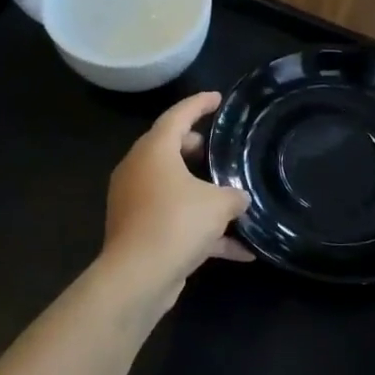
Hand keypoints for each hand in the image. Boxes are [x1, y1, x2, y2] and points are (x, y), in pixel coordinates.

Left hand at [102, 92, 251, 303]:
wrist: (138, 276)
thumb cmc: (176, 222)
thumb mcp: (218, 204)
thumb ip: (234, 195)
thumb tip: (239, 198)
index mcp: (154, 151)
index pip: (178, 115)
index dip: (199, 104)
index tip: (217, 98)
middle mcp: (139, 171)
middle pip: (169, 150)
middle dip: (196, 149)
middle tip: (220, 149)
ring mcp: (135, 202)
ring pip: (172, 188)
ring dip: (201, 193)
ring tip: (231, 195)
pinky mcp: (139, 232)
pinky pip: (175, 222)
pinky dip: (203, 231)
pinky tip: (240, 250)